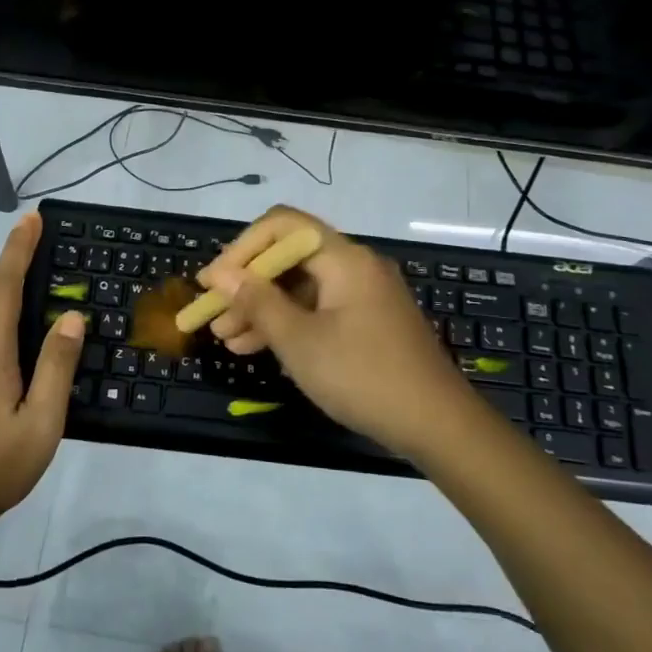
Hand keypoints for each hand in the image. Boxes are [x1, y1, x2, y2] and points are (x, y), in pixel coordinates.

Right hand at [198, 206, 476, 459]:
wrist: (438, 425)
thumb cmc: (363, 376)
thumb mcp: (300, 341)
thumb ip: (258, 302)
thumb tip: (220, 273)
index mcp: (343, 258)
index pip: (282, 226)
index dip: (241, 248)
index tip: (214, 283)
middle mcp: (355, 265)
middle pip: (290, 257)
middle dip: (247, 284)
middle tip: (212, 314)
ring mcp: (364, 294)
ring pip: (301, 287)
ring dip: (263, 308)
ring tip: (227, 339)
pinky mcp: (369, 321)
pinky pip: (319, 309)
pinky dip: (289, 323)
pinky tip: (259, 348)